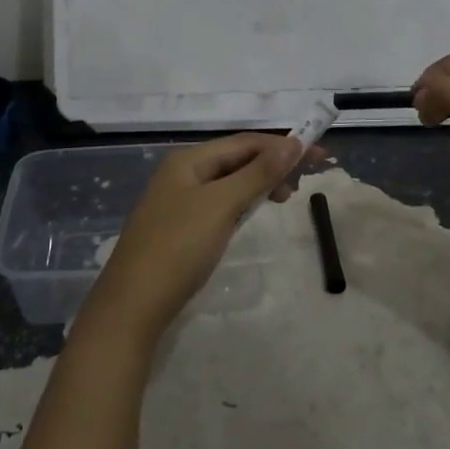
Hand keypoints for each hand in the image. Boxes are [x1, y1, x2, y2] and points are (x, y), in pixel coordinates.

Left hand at [82, 134, 307, 344]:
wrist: (131, 306)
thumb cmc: (178, 248)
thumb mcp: (222, 205)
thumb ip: (258, 173)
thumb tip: (293, 142)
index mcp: (188, 160)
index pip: (244, 142)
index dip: (282, 146)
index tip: (317, 156)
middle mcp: (181, 173)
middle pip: (235, 158)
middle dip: (272, 164)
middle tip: (306, 180)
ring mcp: (178, 201)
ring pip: (228, 181)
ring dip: (258, 183)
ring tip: (286, 197)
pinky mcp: (179, 227)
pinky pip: (218, 203)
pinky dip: (241, 202)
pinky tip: (252, 213)